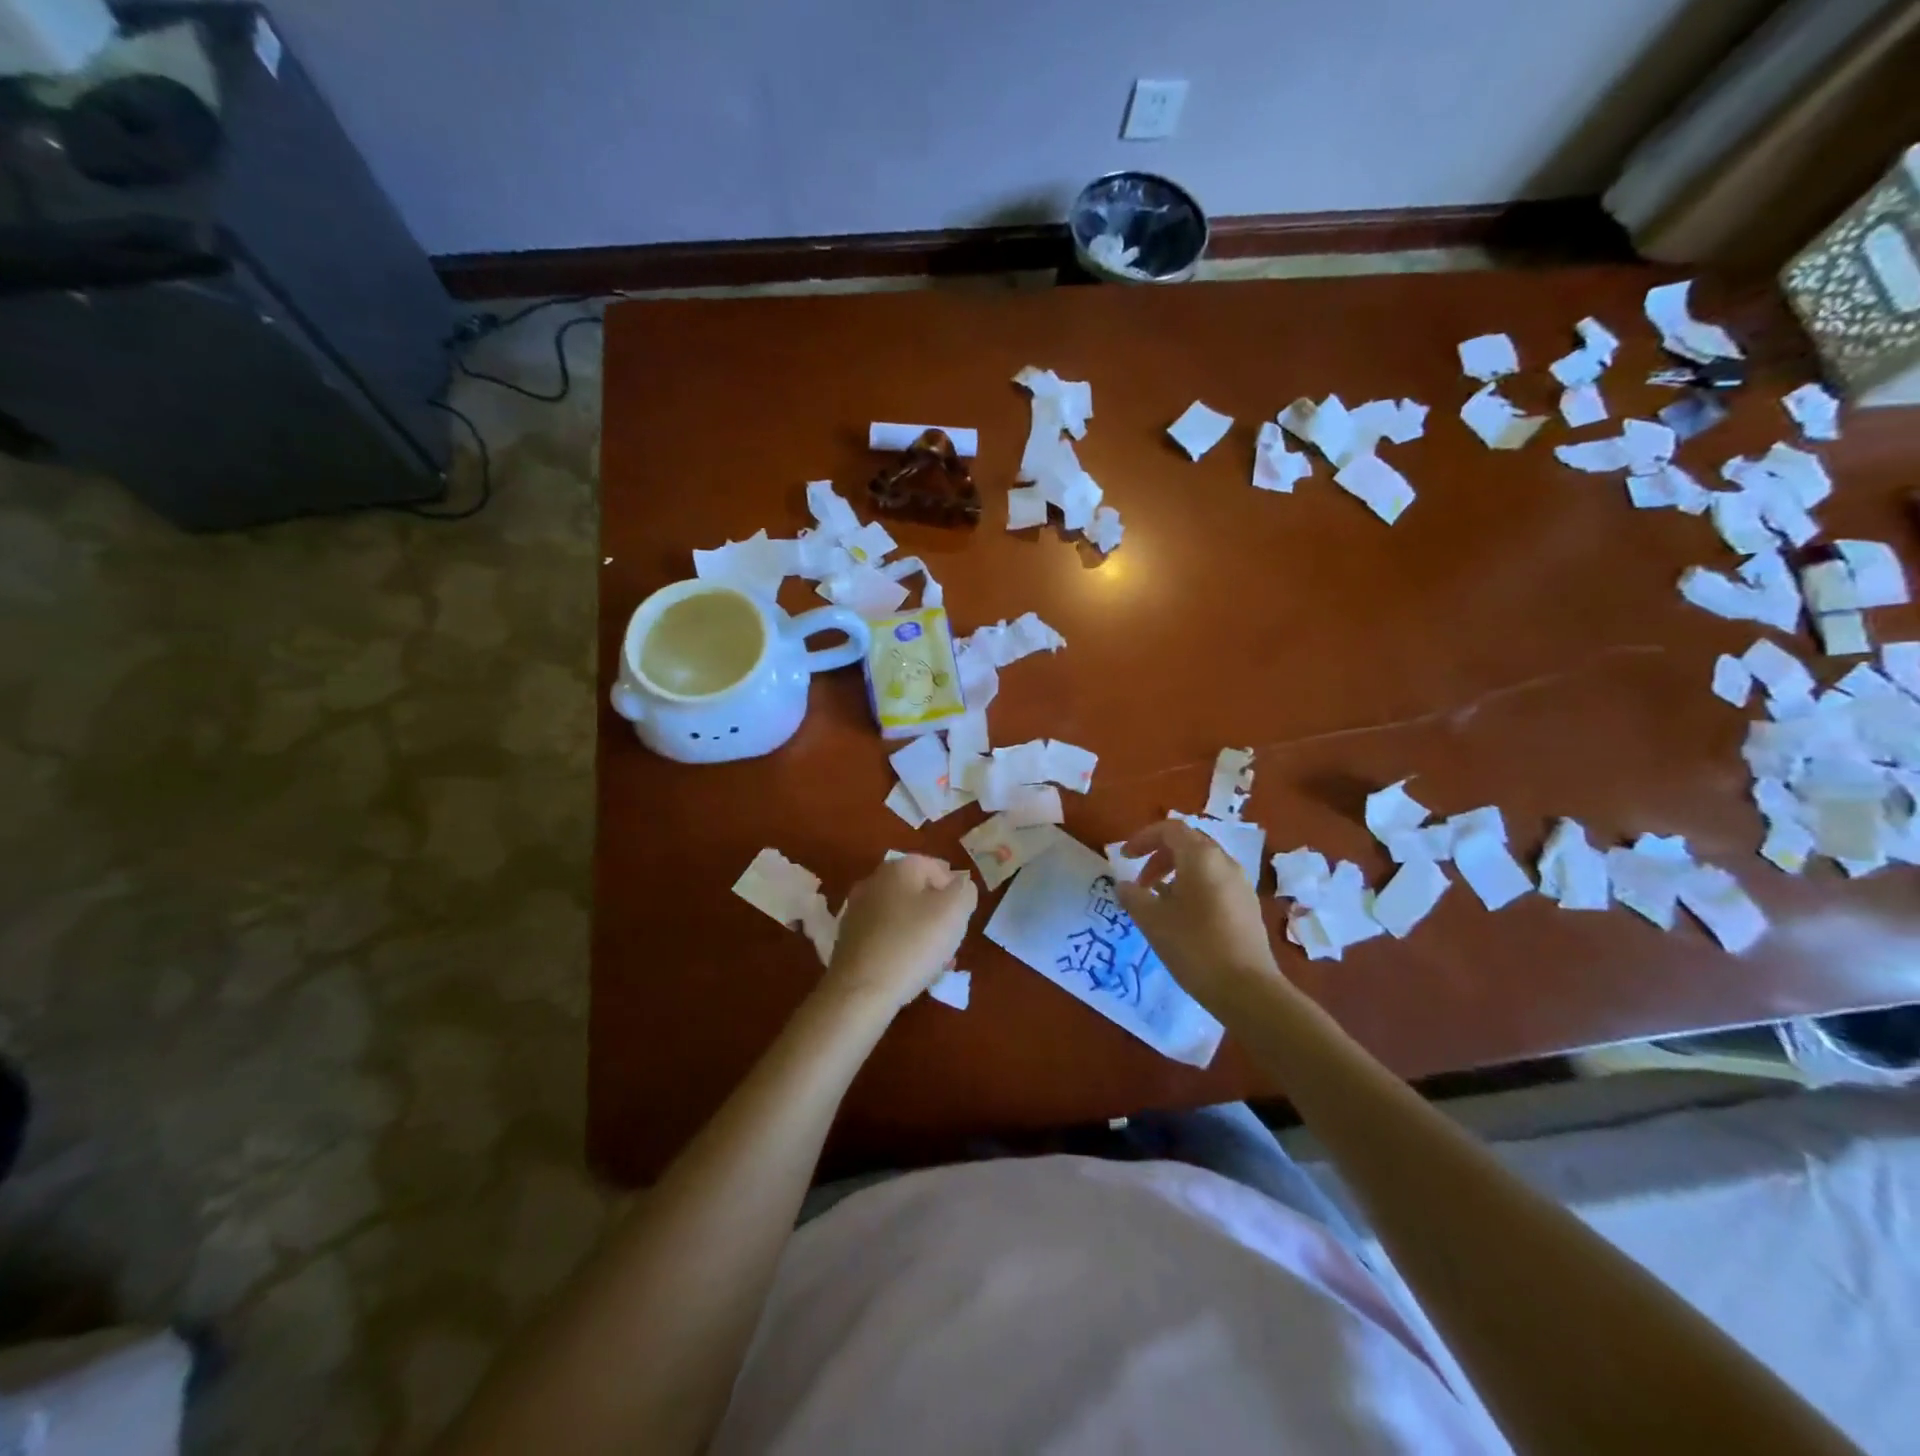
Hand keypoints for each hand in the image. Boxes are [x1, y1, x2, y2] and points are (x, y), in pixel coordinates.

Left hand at [821, 855, 978, 1014]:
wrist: (860, 991)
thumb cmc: (912, 944)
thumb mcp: (954, 912)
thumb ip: (965, 891)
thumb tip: (960, 886)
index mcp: (899, 867)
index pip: (937, 867)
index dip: (956, 891)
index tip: (963, 918)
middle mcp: (874, 881)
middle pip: (918, 892)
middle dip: (938, 914)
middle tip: (951, 940)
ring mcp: (857, 910)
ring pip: (902, 916)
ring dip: (922, 933)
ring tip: (936, 961)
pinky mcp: (849, 938)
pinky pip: (885, 936)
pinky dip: (901, 946)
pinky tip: (910, 969)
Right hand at [1115, 821, 1290, 1013]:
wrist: (1246, 989)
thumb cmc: (1193, 946)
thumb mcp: (1152, 920)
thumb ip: (1133, 896)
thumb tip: (1123, 885)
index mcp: (1201, 857)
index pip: (1170, 829)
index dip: (1143, 838)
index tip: (1125, 858)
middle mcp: (1225, 863)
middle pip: (1188, 844)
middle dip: (1159, 856)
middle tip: (1140, 881)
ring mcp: (1240, 885)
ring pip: (1203, 865)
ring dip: (1176, 873)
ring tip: (1158, 901)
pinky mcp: (1248, 907)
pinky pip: (1215, 883)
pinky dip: (1193, 887)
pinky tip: (1182, 917)